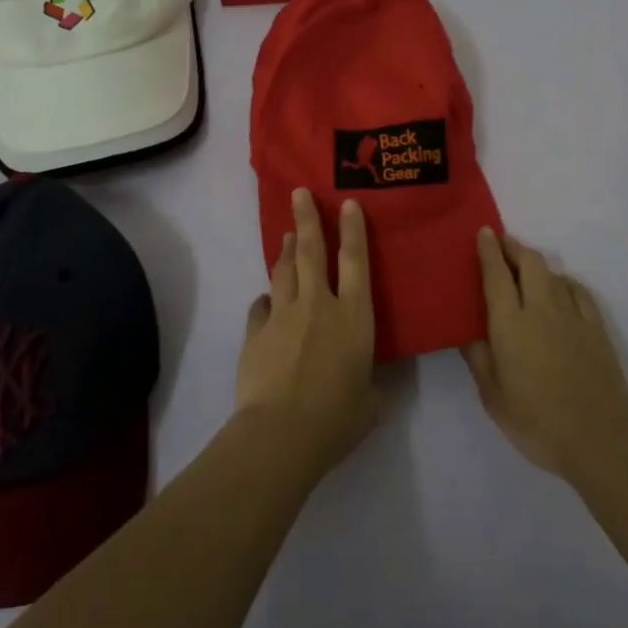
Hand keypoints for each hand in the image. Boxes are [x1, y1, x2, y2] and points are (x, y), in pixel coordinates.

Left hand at [236, 188, 385, 476]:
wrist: (280, 433)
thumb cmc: (337, 418)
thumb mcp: (371, 401)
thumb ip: (372, 383)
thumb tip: (369, 380)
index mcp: (353, 317)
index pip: (356, 262)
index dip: (353, 230)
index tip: (348, 204)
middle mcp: (318, 305)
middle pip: (312, 252)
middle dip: (307, 219)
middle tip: (299, 193)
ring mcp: (283, 315)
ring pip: (284, 271)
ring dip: (286, 250)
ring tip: (288, 236)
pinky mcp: (256, 332)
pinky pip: (261, 307)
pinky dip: (266, 300)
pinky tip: (267, 300)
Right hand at [463, 229, 627, 479]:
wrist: (600, 440)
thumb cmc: (537, 422)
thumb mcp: (493, 397)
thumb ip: (479, 359)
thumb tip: (467, 332)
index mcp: (511, 324)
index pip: (497, 275)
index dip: (489, 250)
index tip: (484, 232)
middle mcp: (541, 310)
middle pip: (529, 263)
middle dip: (513, 247)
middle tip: (501, 244)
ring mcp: (573, 316)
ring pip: (553, 273)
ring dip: (536, 264)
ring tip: (525, 268)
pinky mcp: (596, 328)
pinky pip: (578, 291)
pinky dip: (564, 281)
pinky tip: (560, 288)